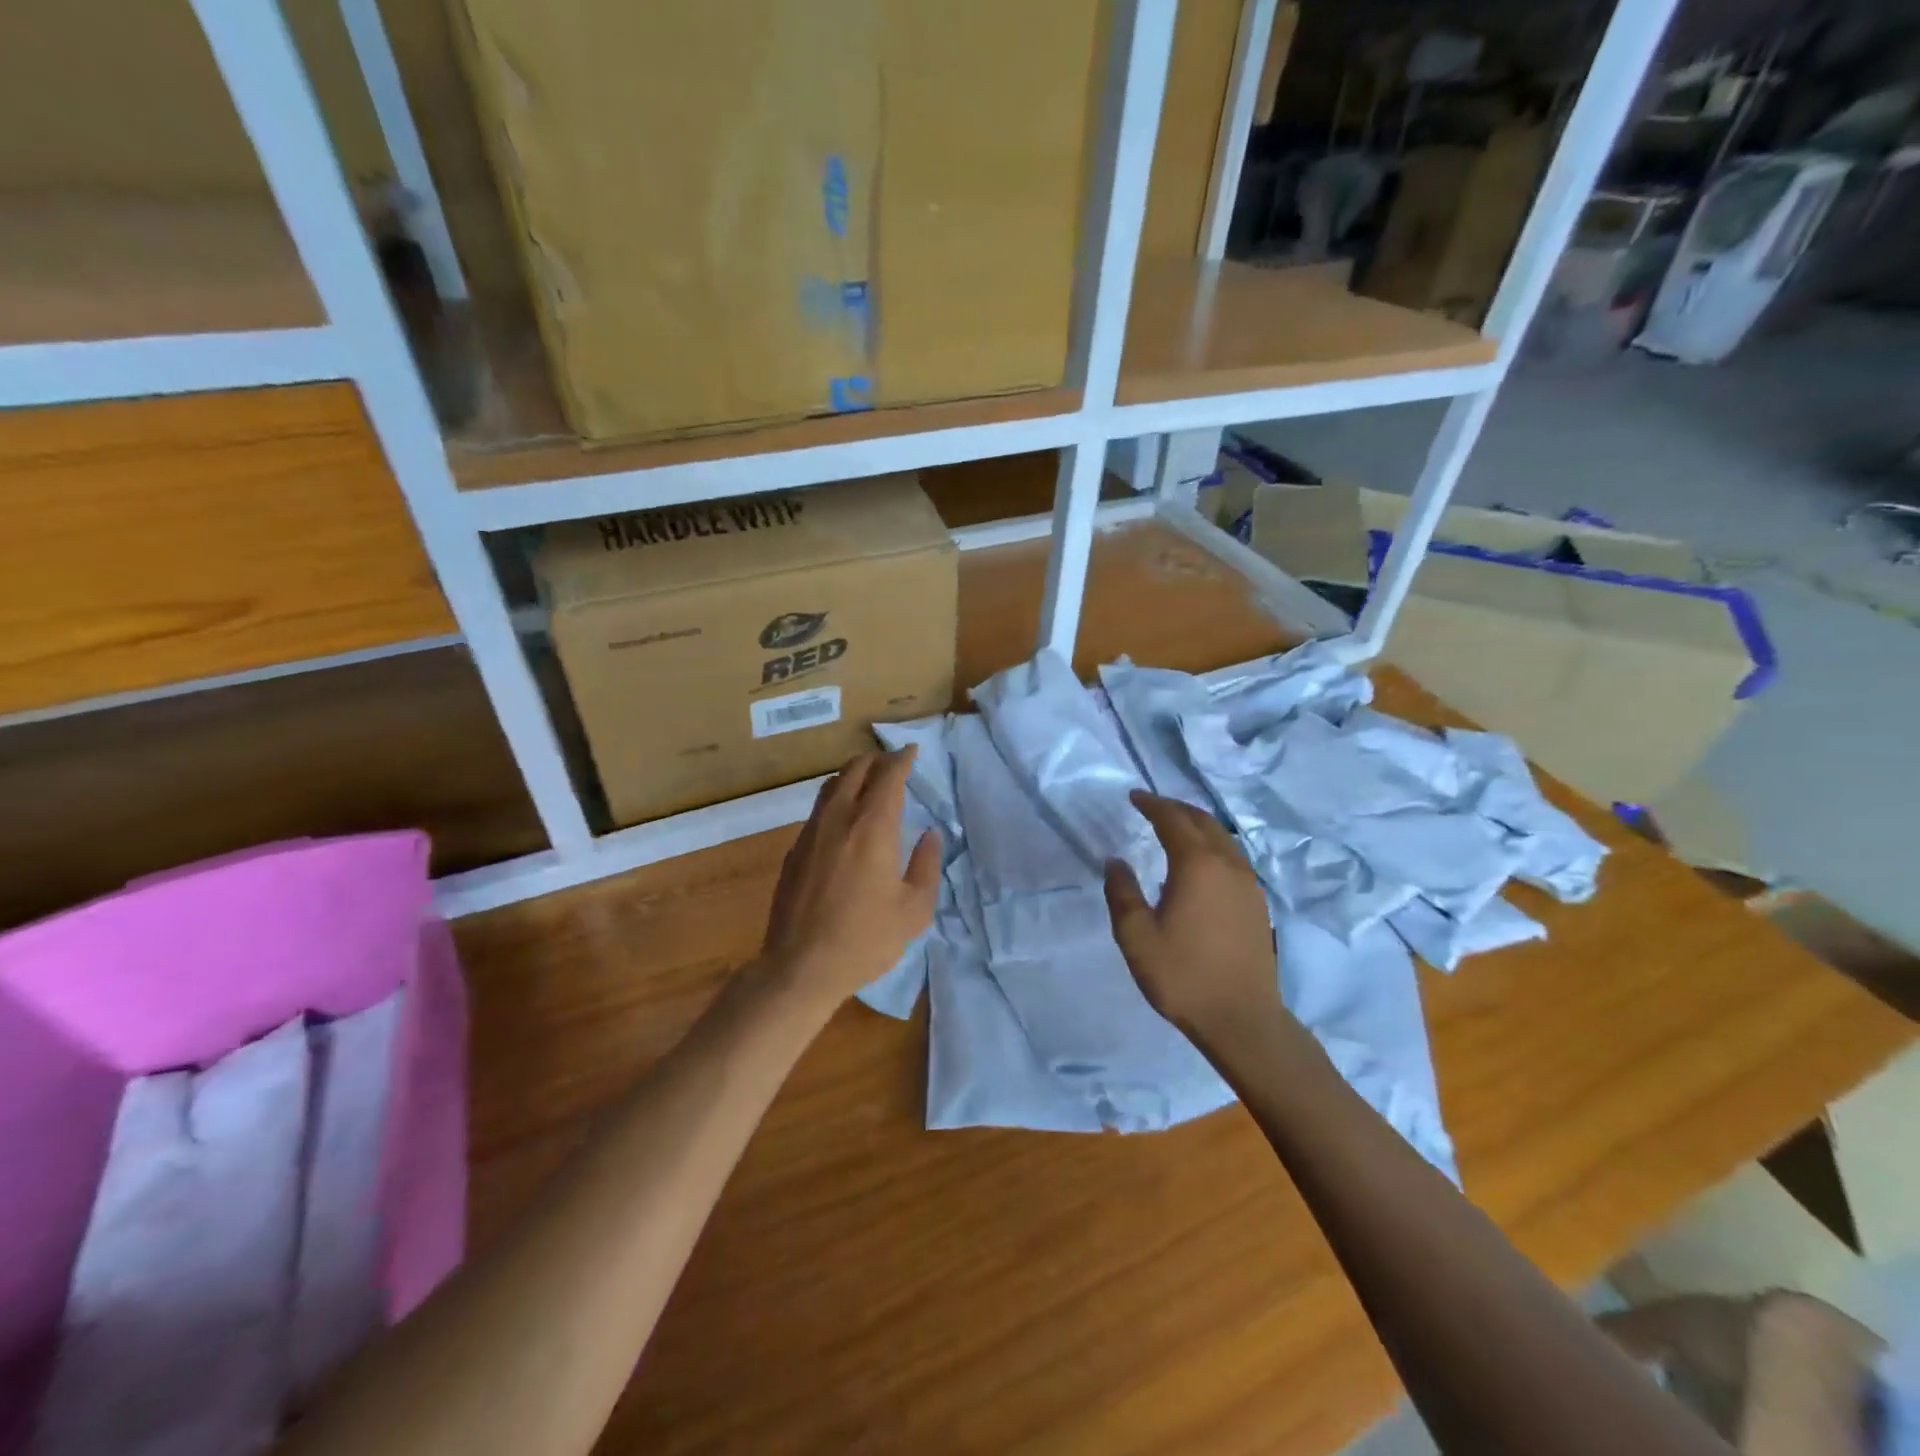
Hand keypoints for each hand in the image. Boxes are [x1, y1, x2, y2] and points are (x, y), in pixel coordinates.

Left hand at [760, 748, 941, 1012]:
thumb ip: (927, 866)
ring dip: (852, 775)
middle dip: (876, 760)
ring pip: (831, 786)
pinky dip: (836, 800)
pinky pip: (818, 811)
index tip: (912, 750)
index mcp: (872, 827)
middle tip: (892, 763)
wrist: (800, 966)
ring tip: (867, 782)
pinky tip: (842, 820)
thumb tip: (931, 836)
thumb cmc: (865, 939)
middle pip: (855, 770)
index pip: (888, 776)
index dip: (902, 759)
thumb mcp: (914, 910)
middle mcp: (839, 819)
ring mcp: (811, 833)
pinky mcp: (794, 851)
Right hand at [1103, 790, 1284, 1045]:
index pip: (1173, 820)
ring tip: (1175, 828)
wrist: (1241, 1018)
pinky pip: (1232, 857)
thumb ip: (1122, 892)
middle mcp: (1228, 865)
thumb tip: (1116, 861)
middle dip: (1176, 809)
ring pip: (1222, 838)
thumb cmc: (1183, 975)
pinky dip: (1212, 846)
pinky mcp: (1257, 903)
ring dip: (1196, 825)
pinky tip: (1199, 864)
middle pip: (1202, 822)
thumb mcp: (1136, 936)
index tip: (1134, 797)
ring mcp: (1248, 884)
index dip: (1152, 804)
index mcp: (1197, 865)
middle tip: (1152, 806)